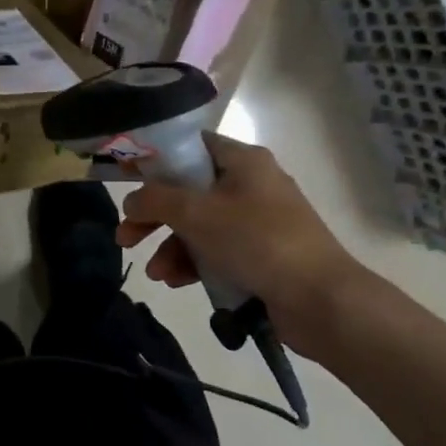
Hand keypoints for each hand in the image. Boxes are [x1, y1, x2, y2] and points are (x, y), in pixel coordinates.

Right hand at [115, 133, 364, 354]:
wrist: (319, 299)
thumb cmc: (256, 241)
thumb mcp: (196, 214)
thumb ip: (155, 201)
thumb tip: (132, 200)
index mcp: (243, 161)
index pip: (192, 147)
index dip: (157, 161)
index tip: (128, 181)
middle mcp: (251, 185)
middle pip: (189, 192)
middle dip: (155, 218)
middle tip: (126, 238)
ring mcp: (258, 221)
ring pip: (200, 226)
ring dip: (171, 248)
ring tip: (157, 274)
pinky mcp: (261, 255)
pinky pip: (217, 251)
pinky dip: (194, 263)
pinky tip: (178, 282)